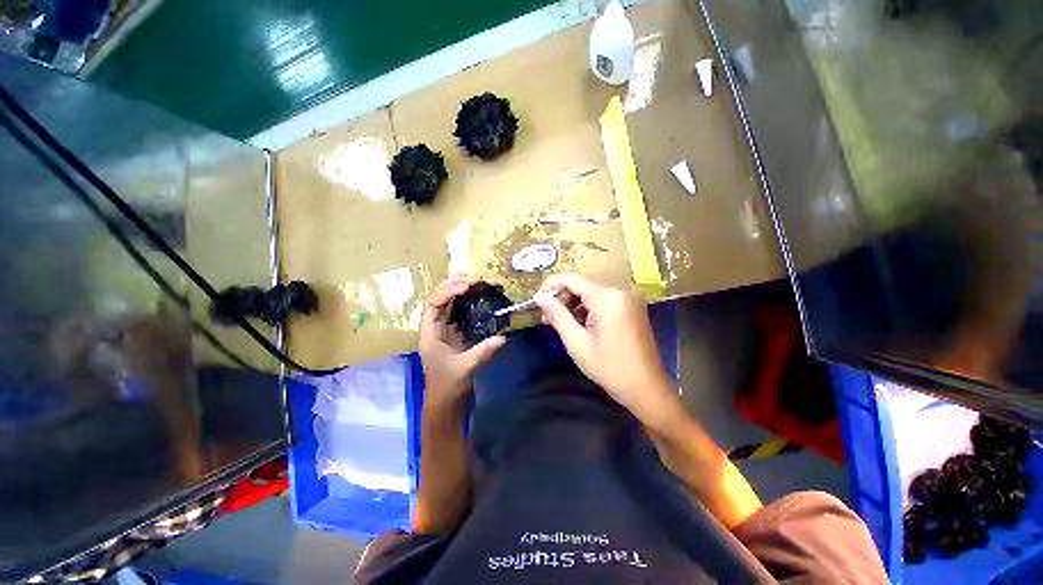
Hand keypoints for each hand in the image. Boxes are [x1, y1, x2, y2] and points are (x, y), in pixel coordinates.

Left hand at [420, 275, 505, 408]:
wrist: (445, 401)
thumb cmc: (448, 385)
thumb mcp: (465, 368)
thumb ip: (483, 352)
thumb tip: (503, 337)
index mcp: (429, 334)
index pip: (433, 305)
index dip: (447, 292)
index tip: (466, 286)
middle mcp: (433, 328)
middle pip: (437, 300)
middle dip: (450, 285)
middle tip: (470, 276)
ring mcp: (443, 330)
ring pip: (445, 304)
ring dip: (456, 291)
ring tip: (472, 281)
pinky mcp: (453, 334)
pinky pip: (456, 313)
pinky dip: (464, 303)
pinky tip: (475, 297)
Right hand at [535, 273, 679, 426]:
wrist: (647, 388)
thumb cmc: (610, 368)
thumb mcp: (577, 343)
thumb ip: (557, 315)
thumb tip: (538, 297)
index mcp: (608, 297)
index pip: (572, 278)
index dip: (551, 286)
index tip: (536, 301)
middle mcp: (621, 289)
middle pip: (582, 283)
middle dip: (562, 297)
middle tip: (547, 318)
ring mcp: (629, 296)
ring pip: (591, 290)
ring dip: (573, 302)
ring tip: (561, 322)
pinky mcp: (632, 304)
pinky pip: (603, 297)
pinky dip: (588, 306)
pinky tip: (580, 322)